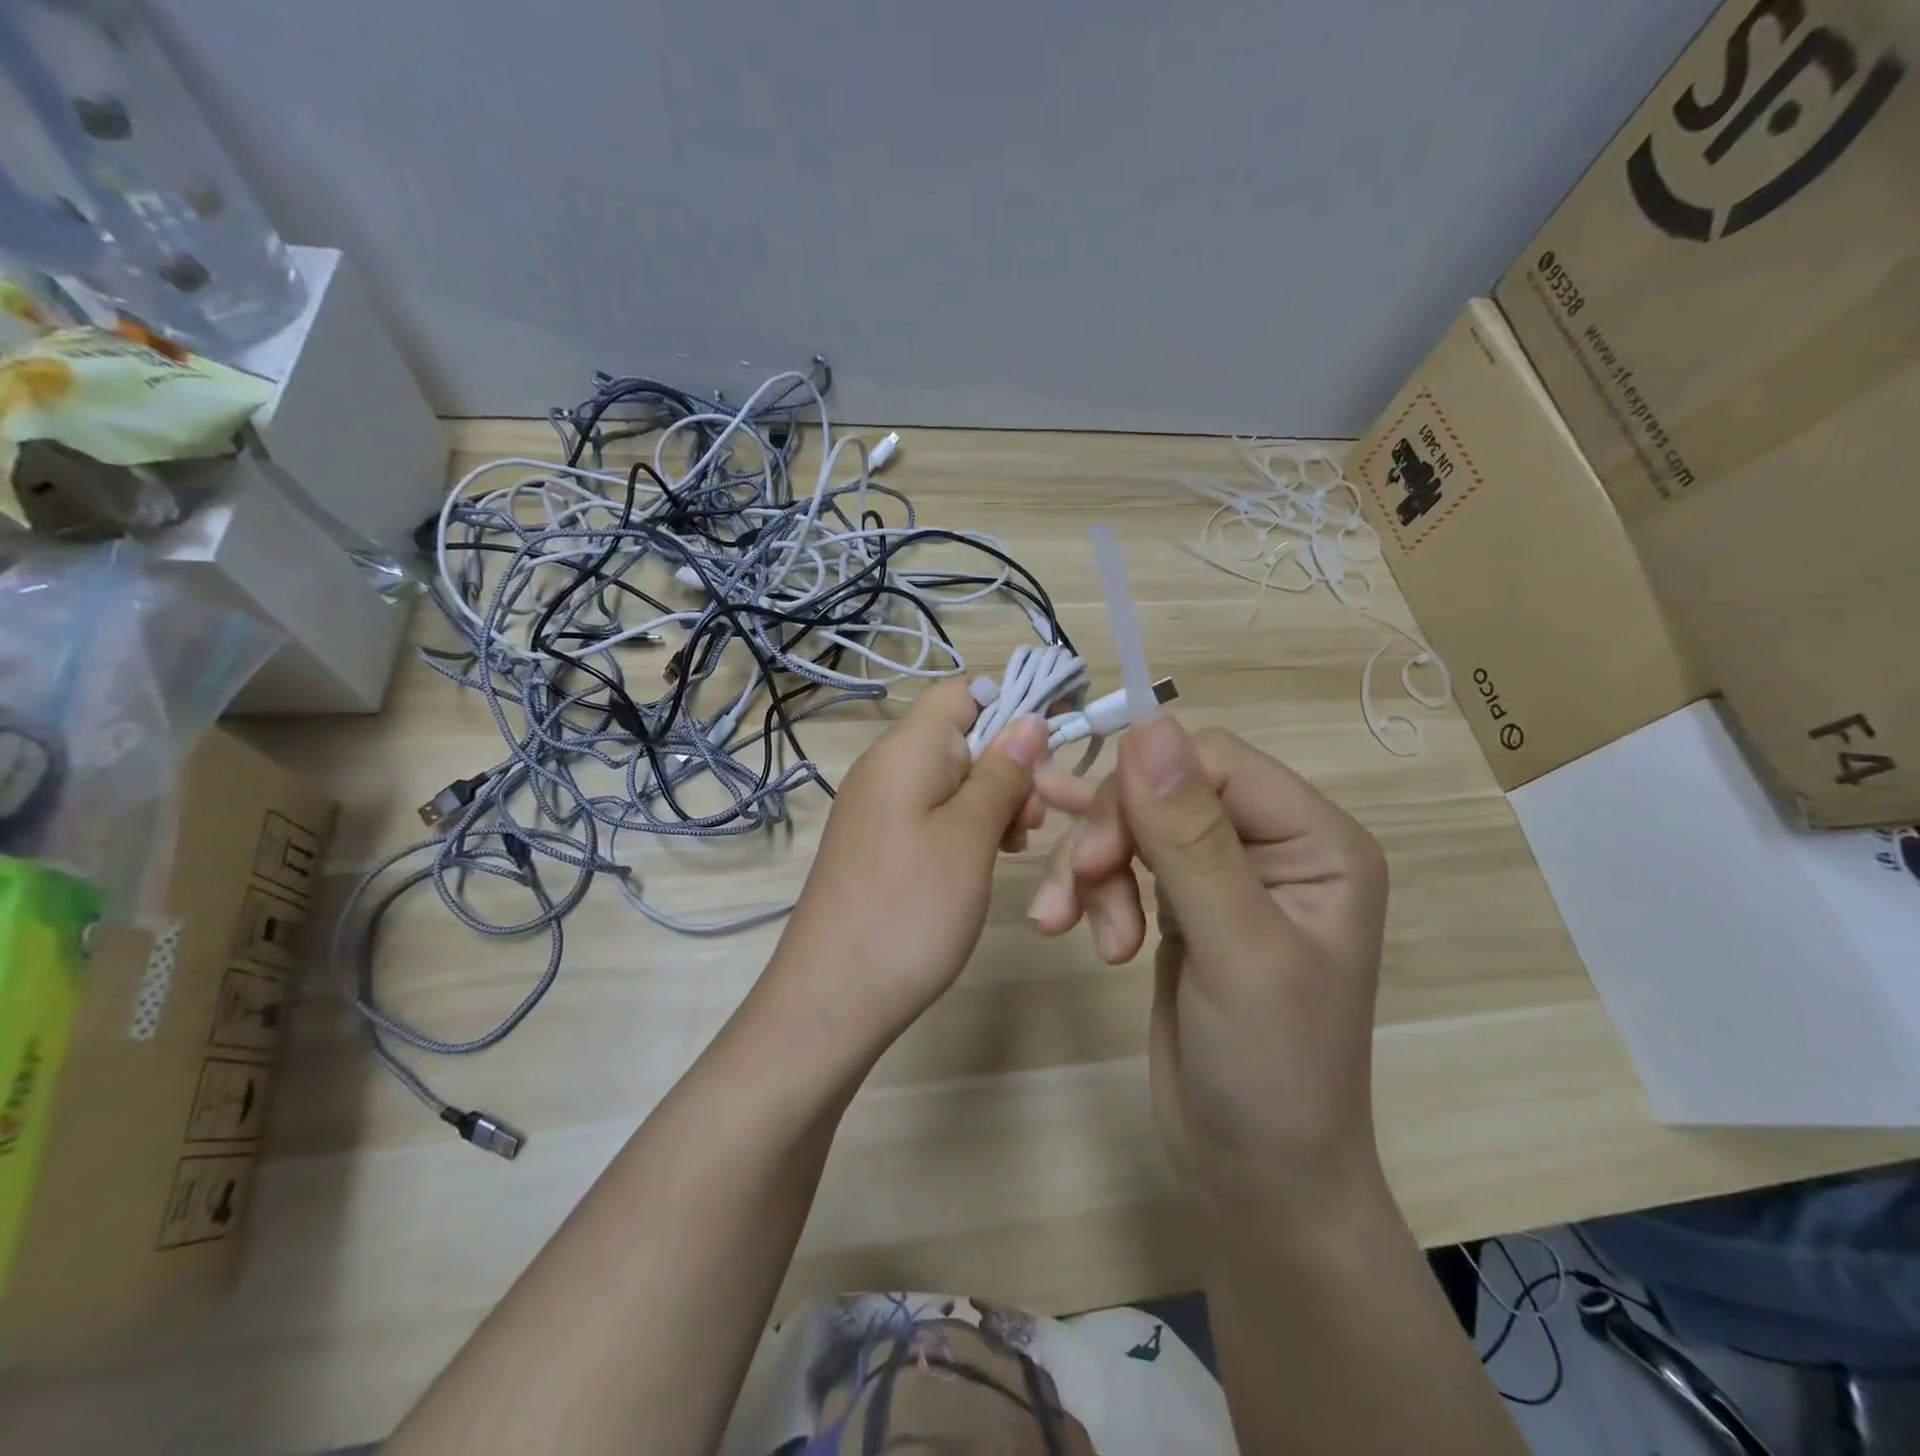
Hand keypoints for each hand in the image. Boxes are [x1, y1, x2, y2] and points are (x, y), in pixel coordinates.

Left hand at [766, 677, 1049, 1043]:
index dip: (1010, 703)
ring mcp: (877, 807)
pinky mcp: (878, 842)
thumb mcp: (969, 838)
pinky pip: (931, 811)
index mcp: (905, 750)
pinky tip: (986, 858)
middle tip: (1033, 820)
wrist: (830, 1000)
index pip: (960, 690)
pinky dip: (966, 824)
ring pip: (951, 776)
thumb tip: (1029, 717)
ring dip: (992, 798)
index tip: (1051, 749)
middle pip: (959, 734)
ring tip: (1015, 843)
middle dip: (1007, 763)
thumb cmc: (909, 911)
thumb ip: (1001, 773)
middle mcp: (885, 767)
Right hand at [1029, 715, 1388, 1209]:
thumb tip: (1147, 725)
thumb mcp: (1235, 949)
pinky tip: (1062, 911)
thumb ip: (1191, 836)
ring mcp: (1225, 873)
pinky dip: (1090, 886)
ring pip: (1134, 823)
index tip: (1093, 857)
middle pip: (1164, 789)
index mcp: (1316, 840)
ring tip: (1069, 929)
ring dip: (1091, 871)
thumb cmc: (1271, 1071)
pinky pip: (1124, 862)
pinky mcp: (1183, 905)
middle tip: (1071, 900)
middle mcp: (1274, 844)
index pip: (1213, 762)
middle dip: (1109, 839)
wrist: (1256, 1178)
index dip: (1142, 792)